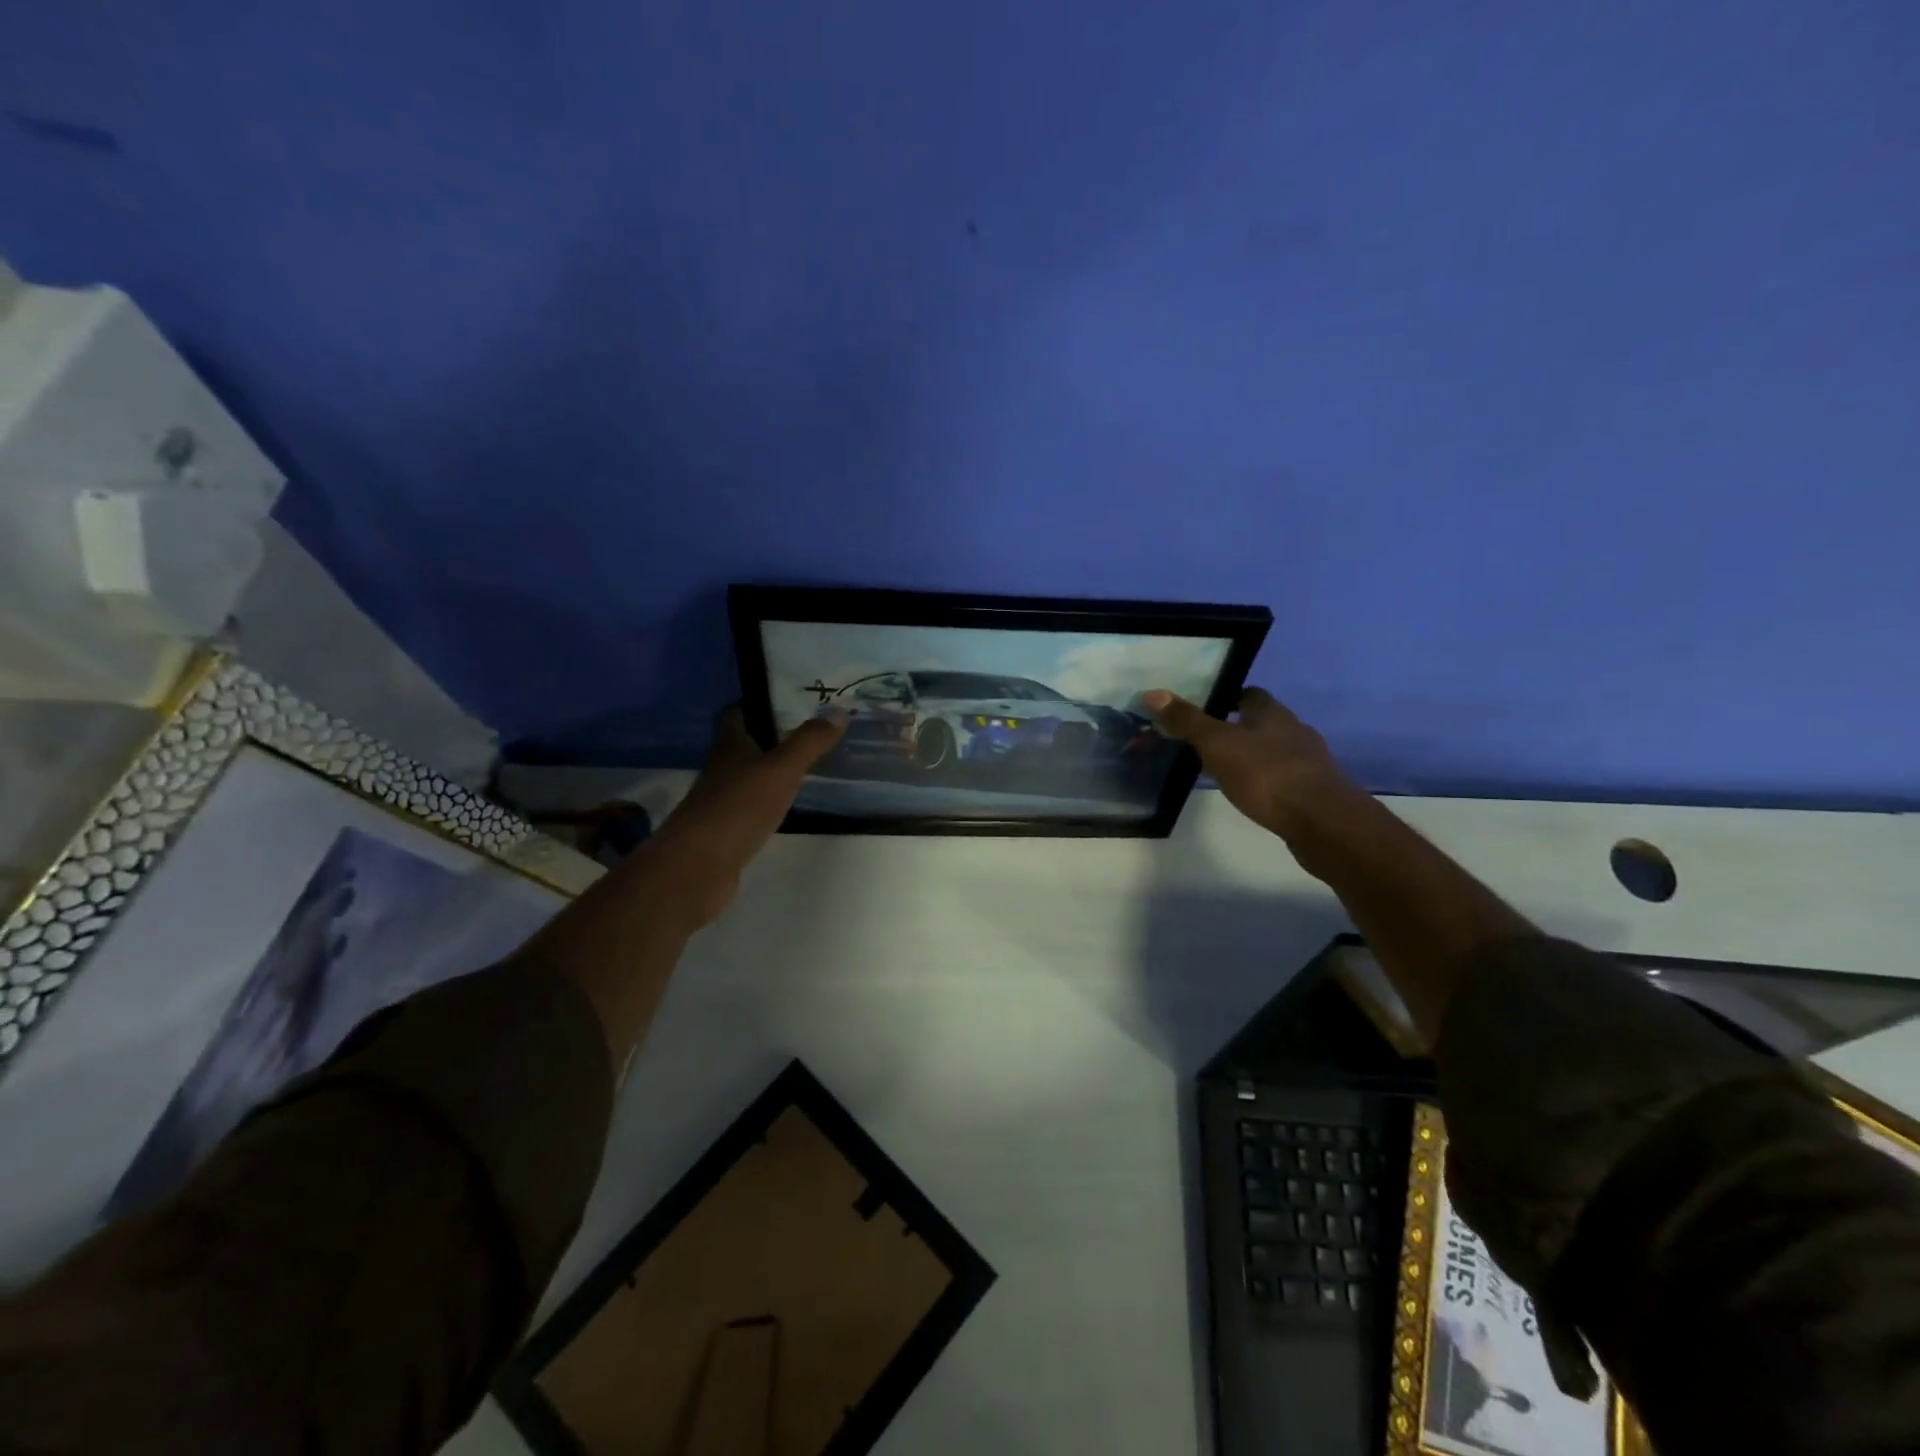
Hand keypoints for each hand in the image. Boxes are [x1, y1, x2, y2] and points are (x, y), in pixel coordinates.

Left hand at [641, 706, 844, 927]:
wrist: (699, 865)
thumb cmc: (739, 806)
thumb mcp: (782, 769)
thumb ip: (809, 742)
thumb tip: (838, 711)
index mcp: (729, 744)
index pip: (737, 712)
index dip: (758, 703)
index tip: (789, 700)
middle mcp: (721, 767)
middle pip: (744, 744)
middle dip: (772, 736)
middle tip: (810, 732)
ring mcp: (721, 800)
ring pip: (749, 775)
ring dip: (771, 770)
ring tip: (808, 765)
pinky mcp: (726, 829)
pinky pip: (751, 806)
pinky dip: (769, 801)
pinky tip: (790, 804)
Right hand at [1140, 686, 1356, 838]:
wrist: (1323, 822)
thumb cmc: (1266, 775)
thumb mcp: (1218, 745)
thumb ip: (1187, 721)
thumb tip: (1152, 693)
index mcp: (1272, 713)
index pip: (1250, 694)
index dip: (1228, 698)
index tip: (1205, 708)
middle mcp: (1295, 730)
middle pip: (1263, 722)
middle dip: (1239, 728)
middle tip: (1208, 741)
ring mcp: (1309, 762)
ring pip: (1275, 750)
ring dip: (1254, 756)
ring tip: (1226, 770)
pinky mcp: (1315, 791)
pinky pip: (1285, 777)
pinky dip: (1267, 780)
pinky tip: (1253, 794)